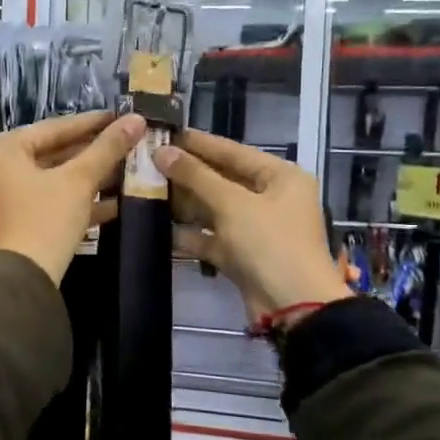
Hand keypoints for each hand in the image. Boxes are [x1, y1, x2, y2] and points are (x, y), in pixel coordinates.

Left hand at [0, 111, 145, 282]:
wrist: (20, 281)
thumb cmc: (44, 219)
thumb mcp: (79, 181)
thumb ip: (107, 148)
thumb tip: (137, 119)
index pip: (52, 128)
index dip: (91, 123)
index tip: (120, 117)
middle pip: (50, 154)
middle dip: (90, 154)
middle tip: (125, 144)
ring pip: (49, 181)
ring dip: (86, 179)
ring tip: (125, 171)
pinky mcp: (8, 224)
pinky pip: (43, 203)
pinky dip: (72, 202)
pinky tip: (113, 204)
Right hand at [154, 129, 349, 322]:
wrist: (293, 306)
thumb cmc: (269, 243)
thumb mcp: (232, 203)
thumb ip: (196, 176)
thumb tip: (162, 151)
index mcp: (280, 177)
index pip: (234, 151)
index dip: (199, 143)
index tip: (165, 133)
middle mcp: (270, 198)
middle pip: (222, 179)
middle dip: (187, 174)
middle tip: (148, 161)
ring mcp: (256, 229)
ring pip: (214, 209)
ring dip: (184, 203)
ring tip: (146, 189)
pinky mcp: (242, 255)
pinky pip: (211, 237)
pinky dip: (189, 234)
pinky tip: (158, 227)